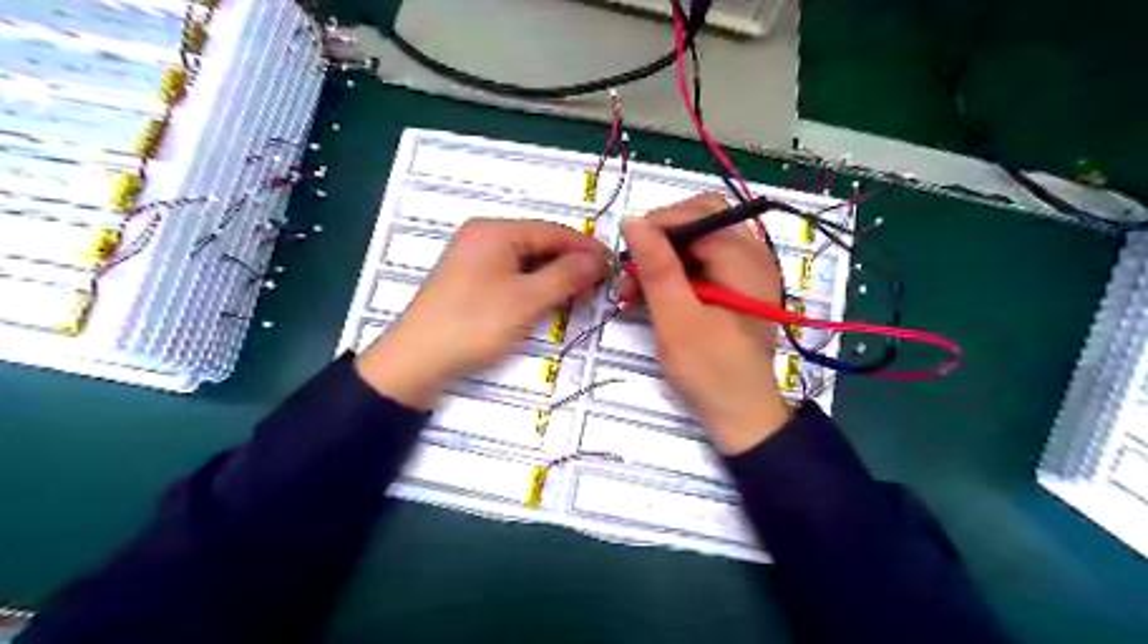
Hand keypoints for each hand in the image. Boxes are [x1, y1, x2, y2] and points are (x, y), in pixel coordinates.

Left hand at [358, 216, 608, 405]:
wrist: (418, 359)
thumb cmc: (476, 322)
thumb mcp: (527, 299)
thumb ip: (567, 275)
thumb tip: (599, 259)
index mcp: (495, 231)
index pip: (553, 231)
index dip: (586, 248)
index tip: (613, 265)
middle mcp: (484, 237)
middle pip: (540, 244)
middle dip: (571, 263)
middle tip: (599, 285)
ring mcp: (475, 259)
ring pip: (527, 261)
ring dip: (555, 276)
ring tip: (581, 295)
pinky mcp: (471, 281)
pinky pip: (513, 275)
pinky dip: (535, 286)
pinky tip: (551, 300)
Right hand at [620, 193, 788, 453]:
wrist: (741, 416)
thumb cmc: (710, 371)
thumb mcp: (677, 319)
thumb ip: (657, 267)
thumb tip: (633, 220)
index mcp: (746, 262)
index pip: (702, 214)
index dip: (660, 224)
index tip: (627, 250)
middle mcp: (753, 258)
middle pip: (701, 224)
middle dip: (660, 242)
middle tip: (629, 273)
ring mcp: (746, 274)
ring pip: (697, 245)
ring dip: (662, 261)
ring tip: (631, 292)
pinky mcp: (735, 290)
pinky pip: (701, 266)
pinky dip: (674, 276)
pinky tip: (651, 298)